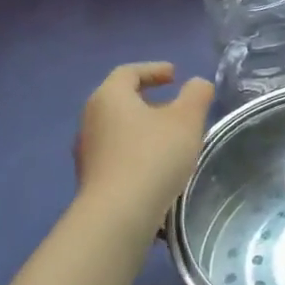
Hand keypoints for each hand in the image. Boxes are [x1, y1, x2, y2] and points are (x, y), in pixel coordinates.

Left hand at [75, 62, 213, 219]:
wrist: (118, 214)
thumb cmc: (153, 156)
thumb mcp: (187, 120)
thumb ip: (196, 95)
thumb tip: (197, 84)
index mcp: (109, 97)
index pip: (129, 72)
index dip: (153, 70)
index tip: (174, 75)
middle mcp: (90, 119)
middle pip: (120, 100)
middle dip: (149, 100)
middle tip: (174, 106)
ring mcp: (87, 151)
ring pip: (118, 129)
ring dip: (143, 129)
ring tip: (170, 139)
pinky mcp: (91, 178)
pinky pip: (117, 154)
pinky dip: (137, 152)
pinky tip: (157, 167)